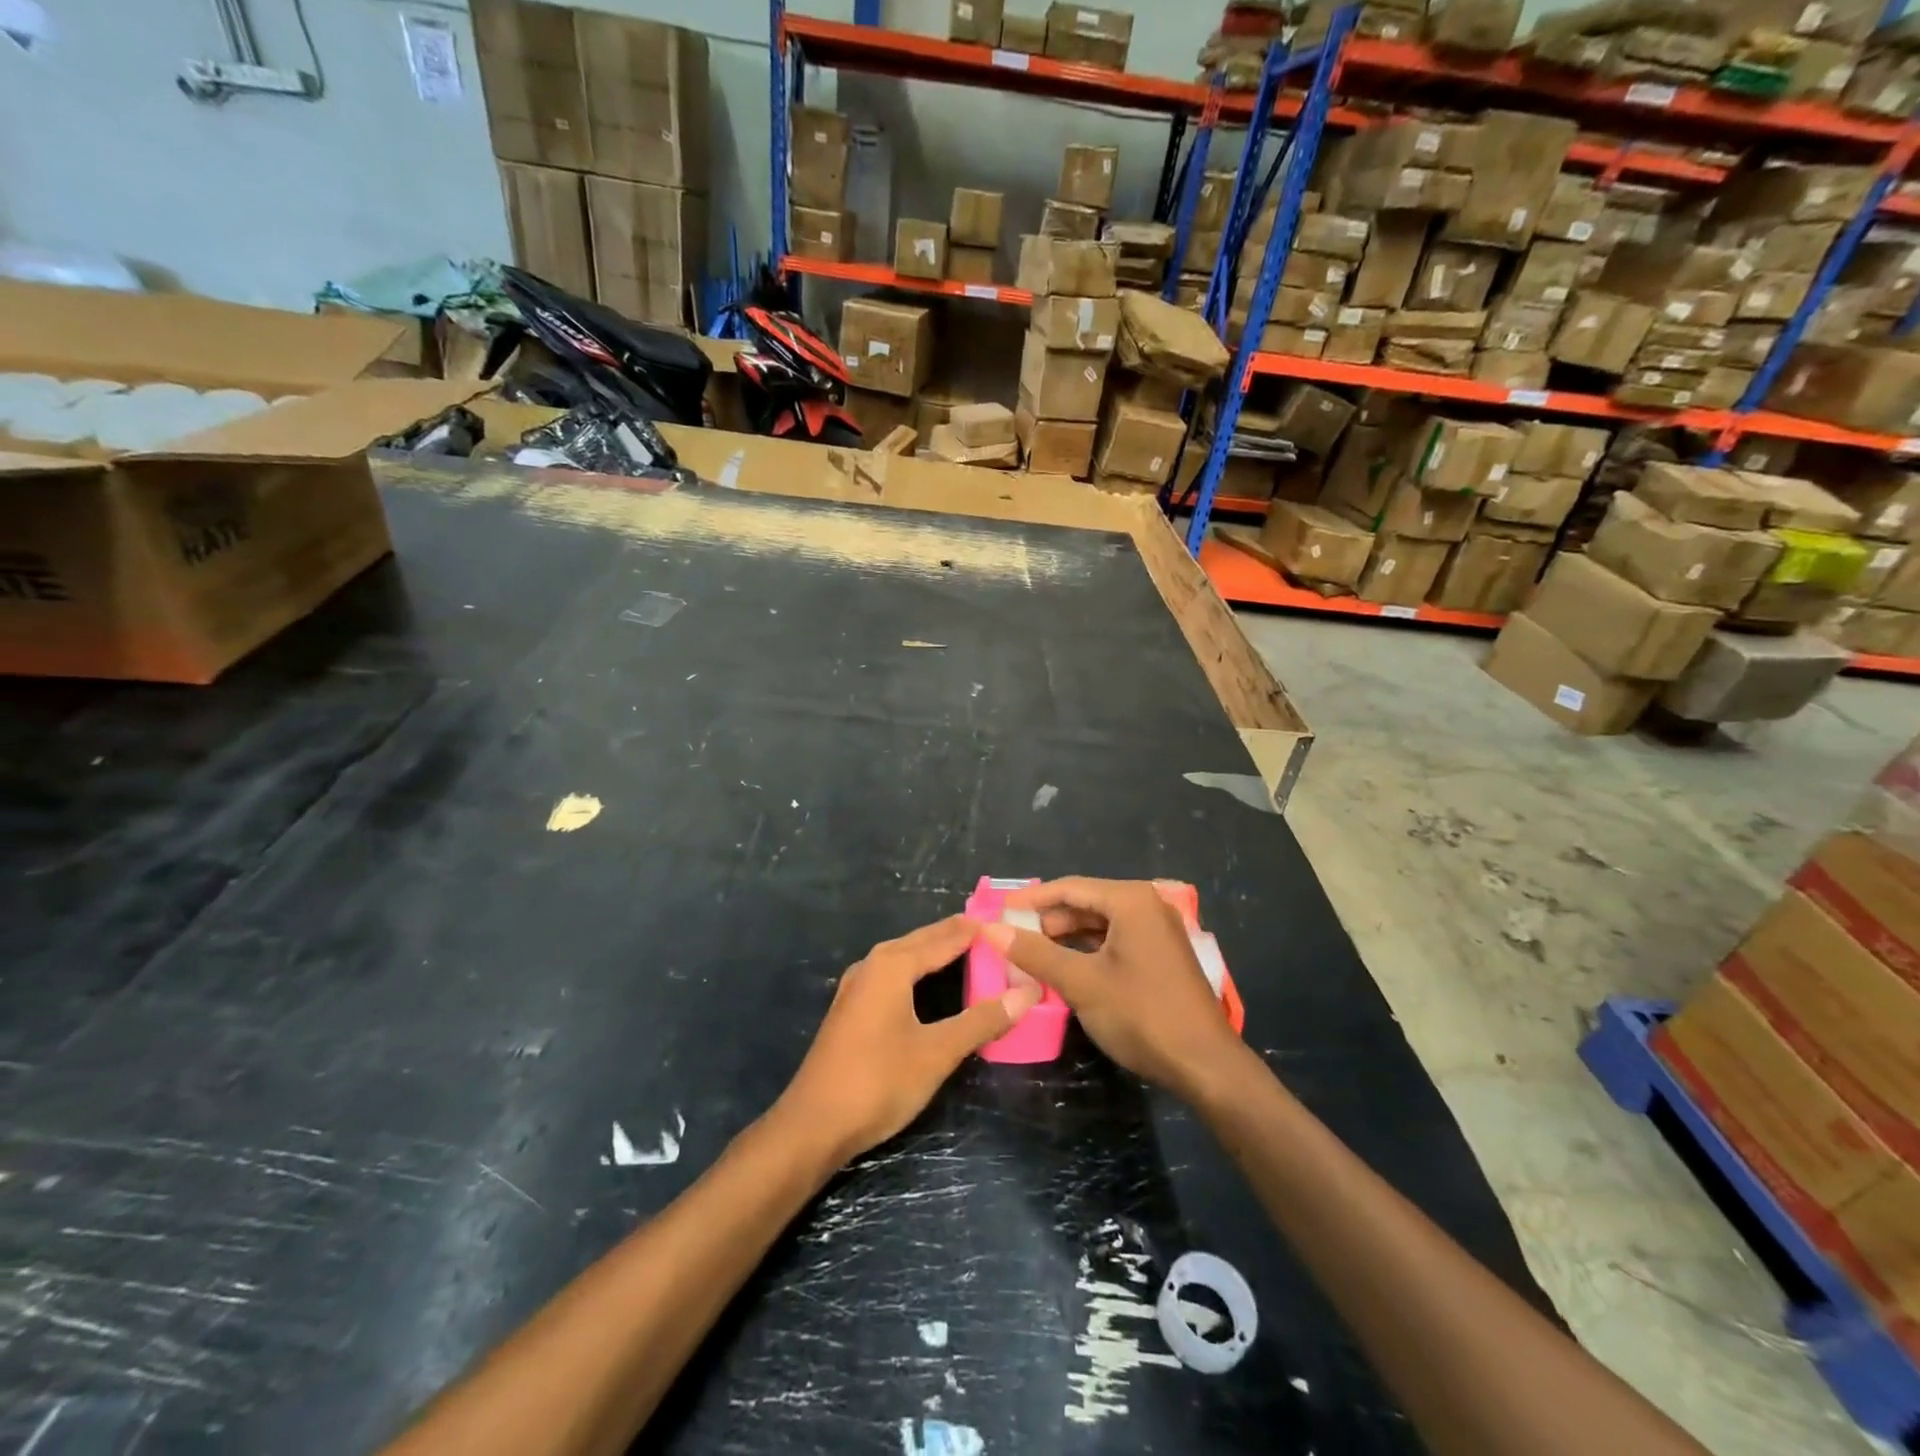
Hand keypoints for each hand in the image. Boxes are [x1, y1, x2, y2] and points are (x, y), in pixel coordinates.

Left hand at [776, 916, 1042, 1163]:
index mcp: (892, 965)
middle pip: (922, 942)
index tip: (1007, 920)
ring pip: (905, 957)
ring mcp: (857, 987)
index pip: (944, 938)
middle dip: (956, 935)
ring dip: (935, 951)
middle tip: (996, 930)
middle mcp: (872, 965)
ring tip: (969, 949)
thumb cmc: (878, 1082)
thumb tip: (1027, 993)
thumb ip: (981, 1020)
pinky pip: (892, 975)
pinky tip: (928, 983)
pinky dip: (918, 970)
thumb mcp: (937, 1052)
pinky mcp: (852, 1009)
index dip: (976, 930)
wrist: (813, 1125)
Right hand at [983, 878, 1243, 1100]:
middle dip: (1047, 921)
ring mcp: (1157, 931)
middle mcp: (1147, 906)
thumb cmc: (1142, 1015)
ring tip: (1029, 955)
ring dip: (1065, 938)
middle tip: (1010, 938)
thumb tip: (991, 930)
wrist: (1206, 1065)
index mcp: (1131, 900)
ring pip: (1099, 925)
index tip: (996, 911)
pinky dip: (1087, 952)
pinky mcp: (1161, 955)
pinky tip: (1063, 969)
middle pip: (1084, 903)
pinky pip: (1114, 942)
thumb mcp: (1081, 983)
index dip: (1030, 899)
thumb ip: (1035, 953)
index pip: (1069, 888)